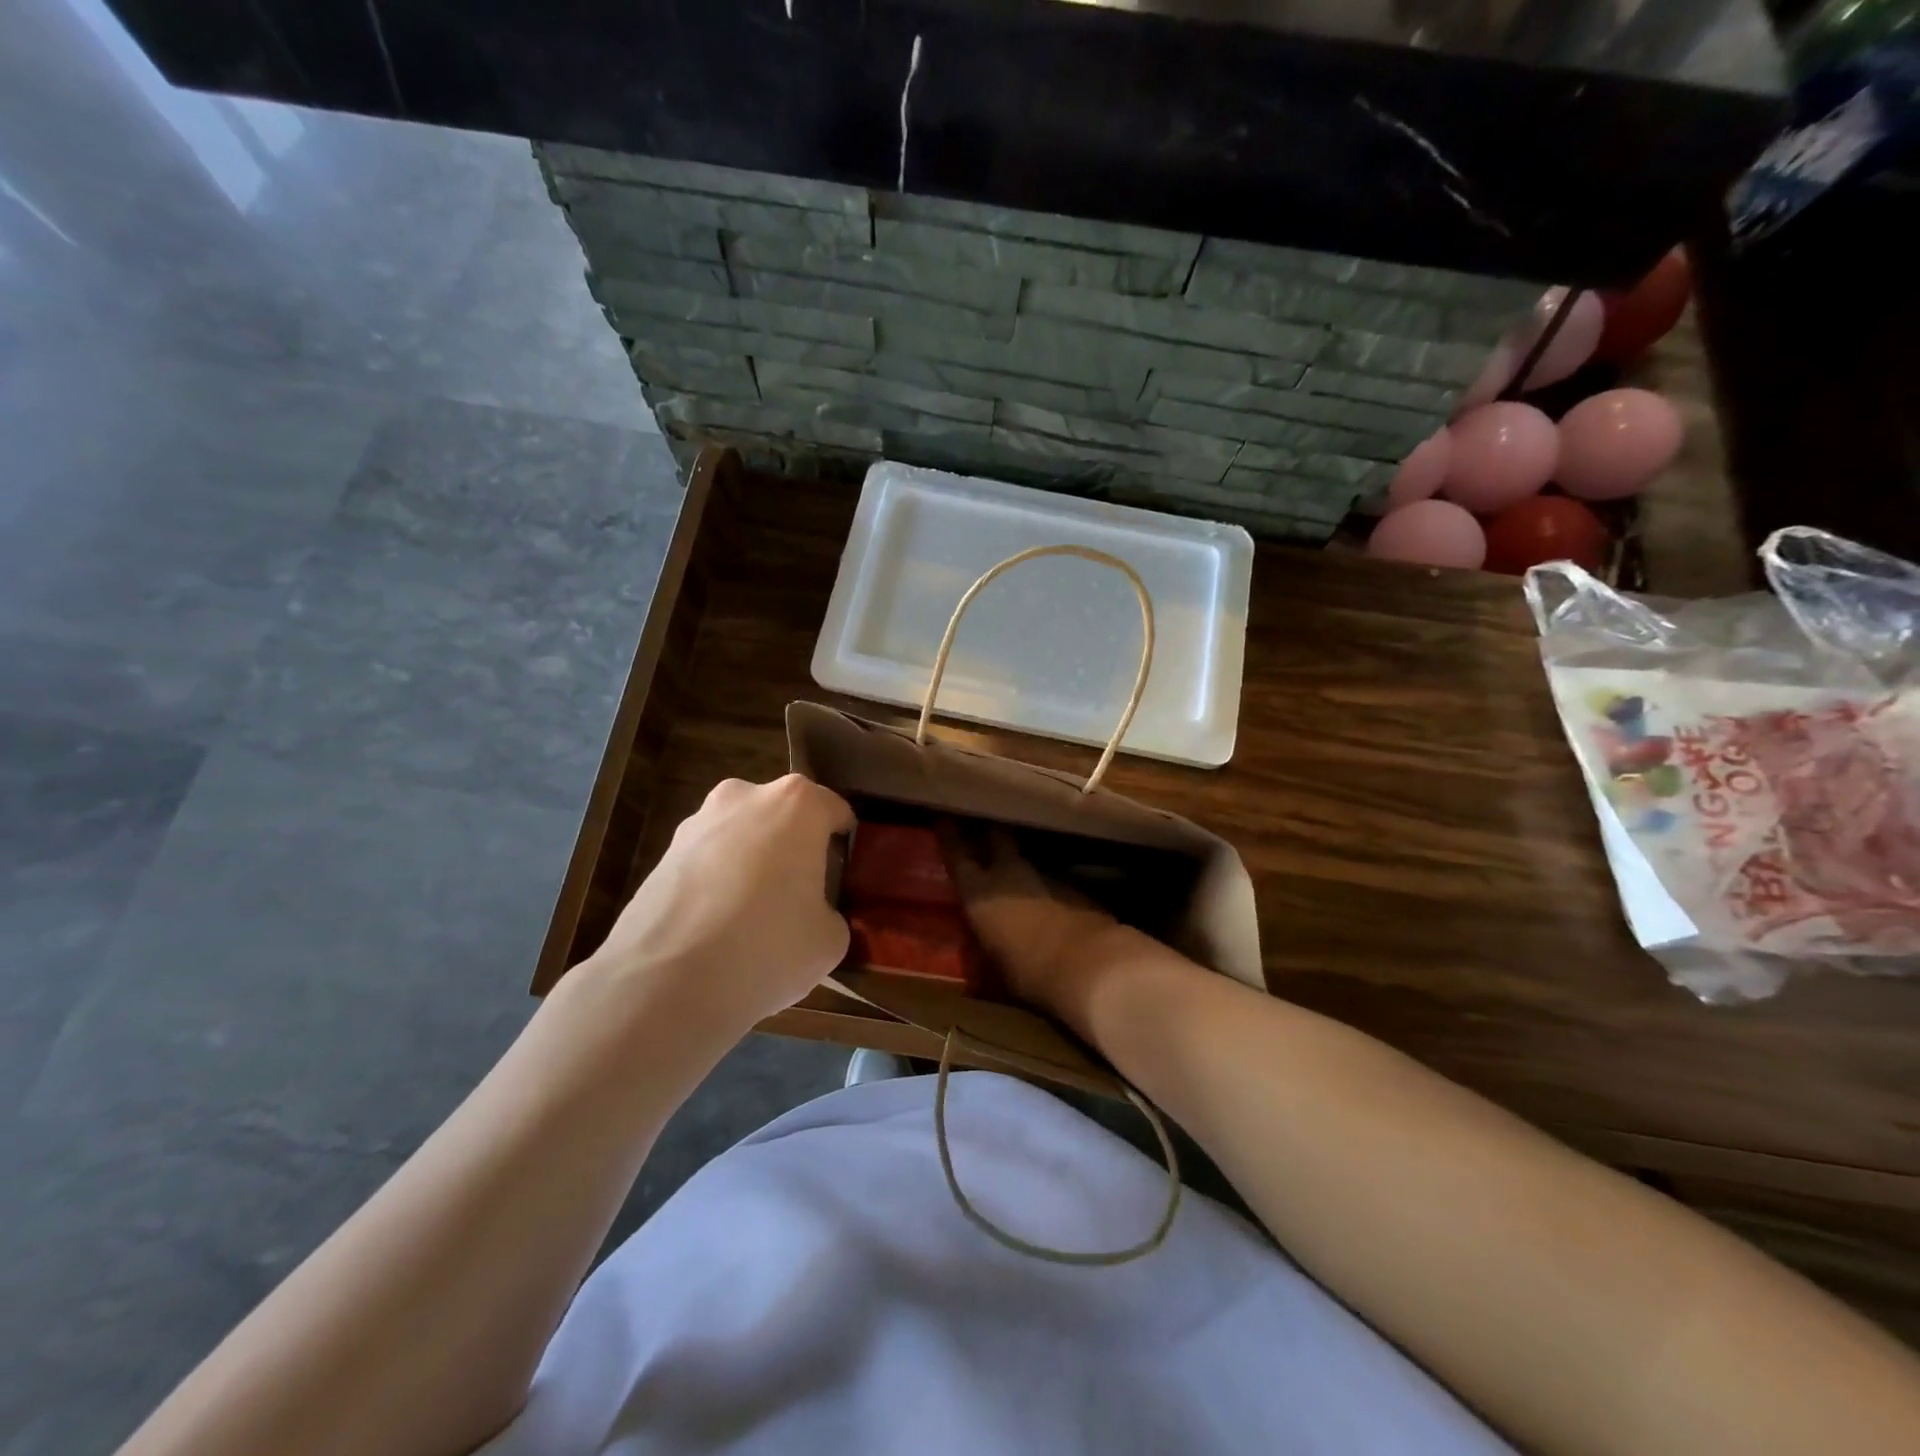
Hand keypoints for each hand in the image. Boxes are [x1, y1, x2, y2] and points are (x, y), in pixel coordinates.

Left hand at [589, 775, 854, 1026]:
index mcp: (797, 803)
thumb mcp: (830, 941)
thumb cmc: (767, 947)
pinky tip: (716, 932)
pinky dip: (717, 886)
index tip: (842, 881)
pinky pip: (708, 863)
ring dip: (752, 866)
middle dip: (793, 850)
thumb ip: (830, 914)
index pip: (835, 811)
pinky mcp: (662, 854)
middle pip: (784, 818)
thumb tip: (813, 916)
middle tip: (799, 900)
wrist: (665, 984)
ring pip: (742, 838)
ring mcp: (697, 822)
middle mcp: (746, 796)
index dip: (843, 848)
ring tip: (751, 921)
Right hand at [942, 827, 1131, 1017]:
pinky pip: (1053, 881)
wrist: (1090, 965)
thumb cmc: (1029, 972)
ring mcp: (1046, 876)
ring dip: (1022, 866)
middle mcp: (1011, 875)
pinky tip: (1050, 902)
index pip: (958, 856)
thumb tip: (982, 951)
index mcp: (981, 893)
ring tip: (1018, 875)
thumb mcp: (994, 970)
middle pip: (998, 839)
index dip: (950, 837)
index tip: (945, 821)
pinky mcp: (1076, 887)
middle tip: (985, 831)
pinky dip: (1048, 888)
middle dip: (991, 834)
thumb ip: (985, 952)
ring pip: (1028, 860)